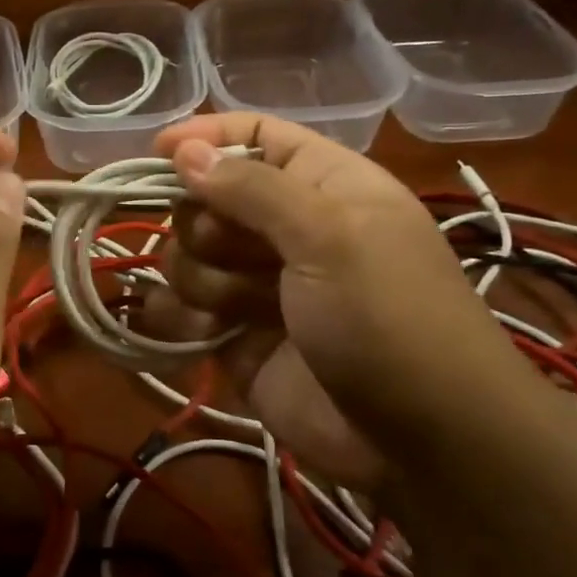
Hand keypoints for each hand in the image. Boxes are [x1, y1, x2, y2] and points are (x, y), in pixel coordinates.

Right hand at [145, 113, 530, 487]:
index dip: (207, 138)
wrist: (418, 440)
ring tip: (238, 311)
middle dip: (205, 226)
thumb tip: (182, 149)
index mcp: (323, 185)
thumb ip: (250, 188)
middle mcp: (286, 229)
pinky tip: (201, 333)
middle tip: (234, 253)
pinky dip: (180, 318)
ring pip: (187, 256)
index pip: (256, 136)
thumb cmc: (386, 317)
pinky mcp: (235, 336)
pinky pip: (182, 310)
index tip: (158, 151)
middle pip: (207, 199)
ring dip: (201, 279)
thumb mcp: (329, 236)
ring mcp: (258, 285)